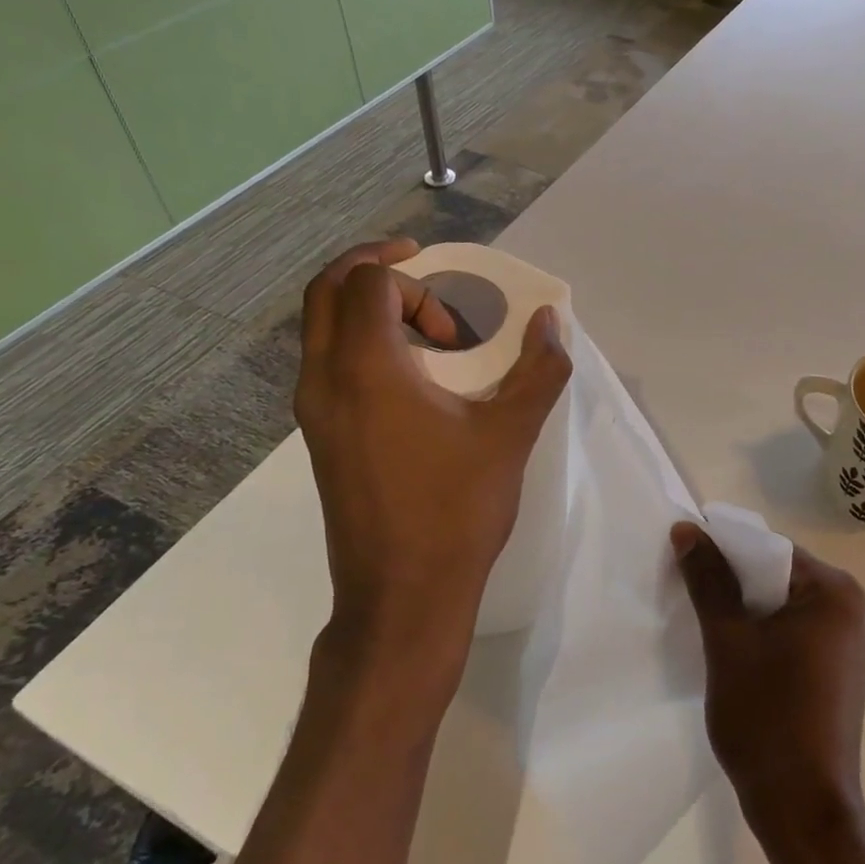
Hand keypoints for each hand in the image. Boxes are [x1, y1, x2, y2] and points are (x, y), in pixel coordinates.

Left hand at [296, 239, 571, 700]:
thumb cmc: (456, 509)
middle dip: (373, 268)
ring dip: (366, 308)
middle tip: (422, 271)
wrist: (402, 595)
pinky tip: (412, 378)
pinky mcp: (320, 437)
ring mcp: (313, 411)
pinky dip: (360, 343)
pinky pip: (326, 362)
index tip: (457, 325)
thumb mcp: (510, 434)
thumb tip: (551, 322)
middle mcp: (324, 380)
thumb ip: (538, 369)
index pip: (368, 282)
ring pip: (320, 327)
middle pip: (326, 290)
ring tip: (425, 329)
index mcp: (365, 368)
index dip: (416, 282)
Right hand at [672, 524, 864, 862]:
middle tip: (695, 598)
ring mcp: (853, 640)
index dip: (726, 553)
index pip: (771, 549)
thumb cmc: (766, 717)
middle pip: (781, 574)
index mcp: (836, 590)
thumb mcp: (727, 640)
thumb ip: (708, 579)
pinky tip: (739, 651)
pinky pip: (798, 630)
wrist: (803, 810)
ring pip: (787, 604)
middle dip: (737, 583)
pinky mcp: (844, 668)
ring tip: (712, 627)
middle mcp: (855, 606)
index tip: (689, 566)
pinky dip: (768, 633)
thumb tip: (688, 529)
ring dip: (749, 610)